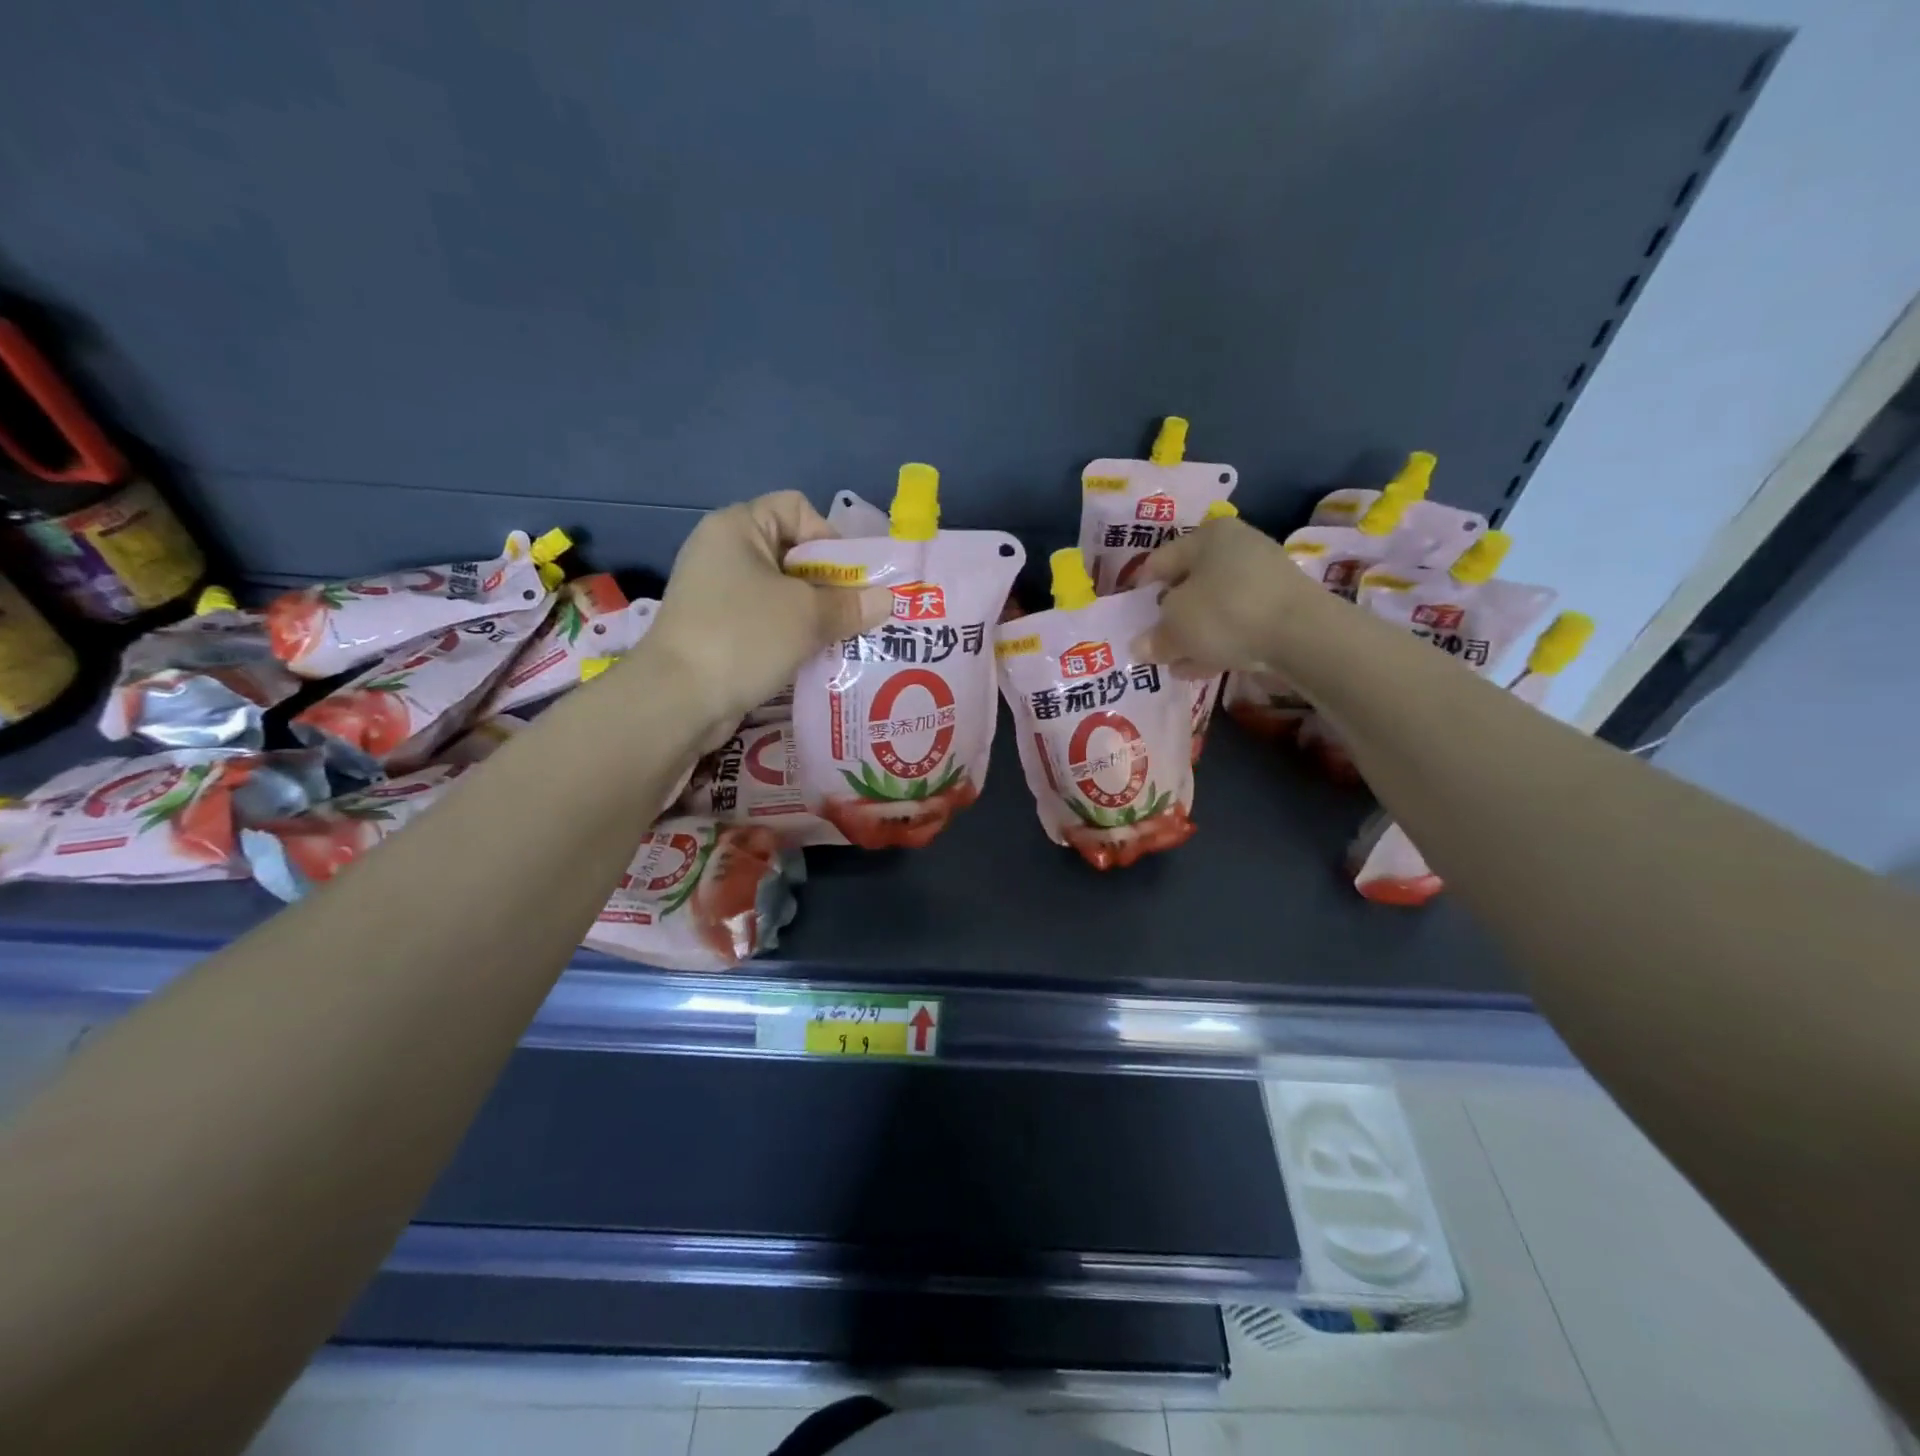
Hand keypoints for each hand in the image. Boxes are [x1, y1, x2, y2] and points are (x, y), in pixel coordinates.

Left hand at [640, 491, 889, 728]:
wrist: (677, 700)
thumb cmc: (744, 637)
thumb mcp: (807, 616)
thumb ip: (851, 604)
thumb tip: (887, 600)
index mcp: (738, 527)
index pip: (796, 508)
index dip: (829, 538)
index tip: (848, 580)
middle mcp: (723, 552)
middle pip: (792, 553)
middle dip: (830, 584)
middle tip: (856, 615)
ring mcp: (716, 593)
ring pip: (782, 593)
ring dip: (815, 615)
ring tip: (841, 640)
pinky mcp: (716, 630)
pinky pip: (765, 621)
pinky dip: (791, 636)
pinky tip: (813, 659)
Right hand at [1134, 517, 1327, 675]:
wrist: (1302, 634)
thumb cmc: (1225, 613)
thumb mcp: (1176, 627)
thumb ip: (1154, 637)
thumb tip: (1140, 646)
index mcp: (1206, 536)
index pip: (1158, 562)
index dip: (1139, 592)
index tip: (1129, 619)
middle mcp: (1236, 546)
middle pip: (1188, 584)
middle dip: (1169, 617)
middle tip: (1153, 644)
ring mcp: (1262, 574)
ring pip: (1213, 606)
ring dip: (1193, 635)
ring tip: (1176, 663)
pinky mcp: (1280, 604)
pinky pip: (1237, 621)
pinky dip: (1219, 640)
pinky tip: (1203, 667)